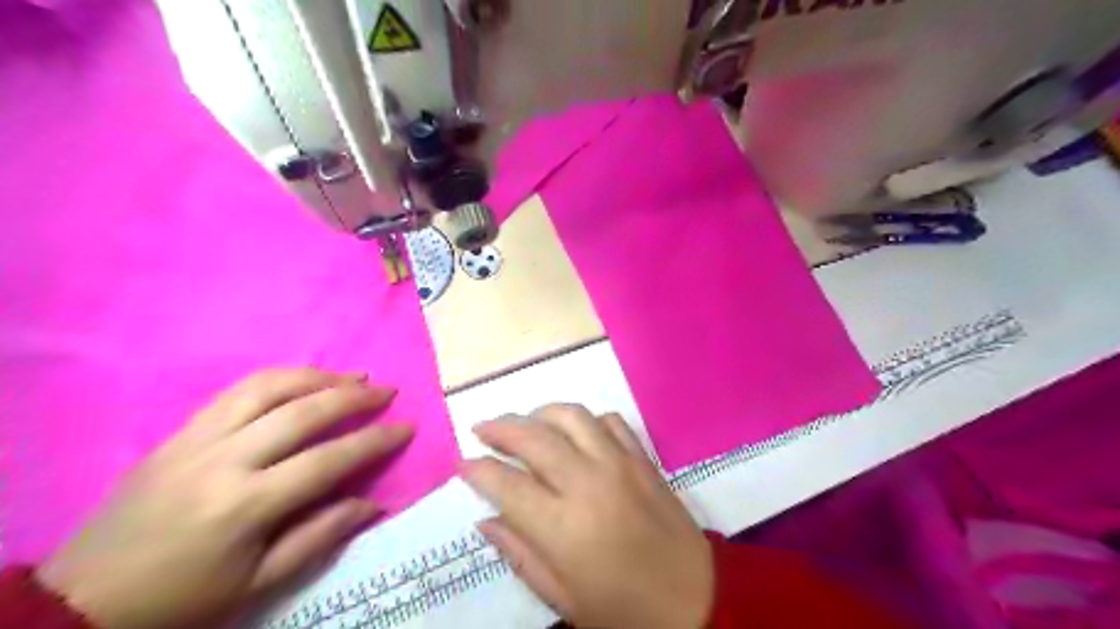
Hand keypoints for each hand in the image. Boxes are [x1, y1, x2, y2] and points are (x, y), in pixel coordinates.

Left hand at [39, 370, 416, 628]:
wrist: (81, 602)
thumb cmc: (182, 600)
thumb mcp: (257, 585)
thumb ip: (319, 537)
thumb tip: (372, 504)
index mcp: (247, 505)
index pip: (329, 459)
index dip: (375, 441)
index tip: (406, 426)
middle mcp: (225, 460)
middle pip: (302, 411)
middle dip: (353, 396)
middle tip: (386, 390)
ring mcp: (197, 439)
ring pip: (267, 387)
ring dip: (317, 376)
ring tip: (350, 377)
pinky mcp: (178, 433)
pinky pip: (235, 390)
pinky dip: (279, 378)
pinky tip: (302, 380)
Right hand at [460, 405, 710, 626]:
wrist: (697, 600)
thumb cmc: (624, 611)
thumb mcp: (564, 598)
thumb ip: (521, 554)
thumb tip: (487, 520)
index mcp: (562, 526)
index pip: (507, 484)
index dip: (479, 470)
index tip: (463, 464)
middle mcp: (588, 483)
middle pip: (534, 438)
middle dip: (500, 428)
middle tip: (482, 428)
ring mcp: (619, 464)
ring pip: (571, 416)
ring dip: (541, 413)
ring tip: (525, 423)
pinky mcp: (643, 458)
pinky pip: (609, 421)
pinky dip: (586, 420)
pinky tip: (576, 432)